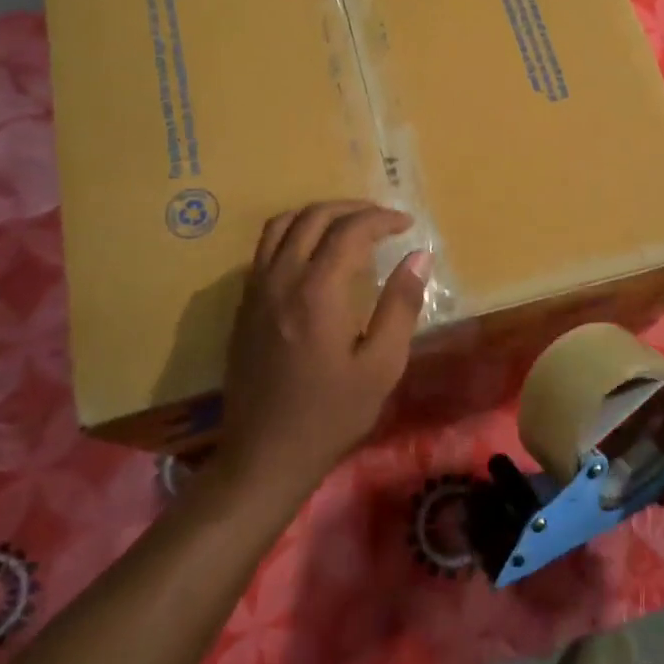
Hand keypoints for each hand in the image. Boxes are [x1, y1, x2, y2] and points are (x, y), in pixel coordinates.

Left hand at [219, 201, 430, 506]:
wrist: (265, 454)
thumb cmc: (332, 414)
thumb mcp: (382, 366)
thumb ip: (401, 305)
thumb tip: (419, 257)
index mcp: (317, 292)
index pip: (350, 231)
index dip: (381, 219)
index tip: (407, 225)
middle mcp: (281, 279)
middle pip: (313, 216)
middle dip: (352, 209)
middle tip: (382, 219)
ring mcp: (255, 290)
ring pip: (281, 225)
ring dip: (318, 214)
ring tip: (348, 225)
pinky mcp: (244, 305)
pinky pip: (265, 248)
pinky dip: (293, 233)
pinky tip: (314, 254)